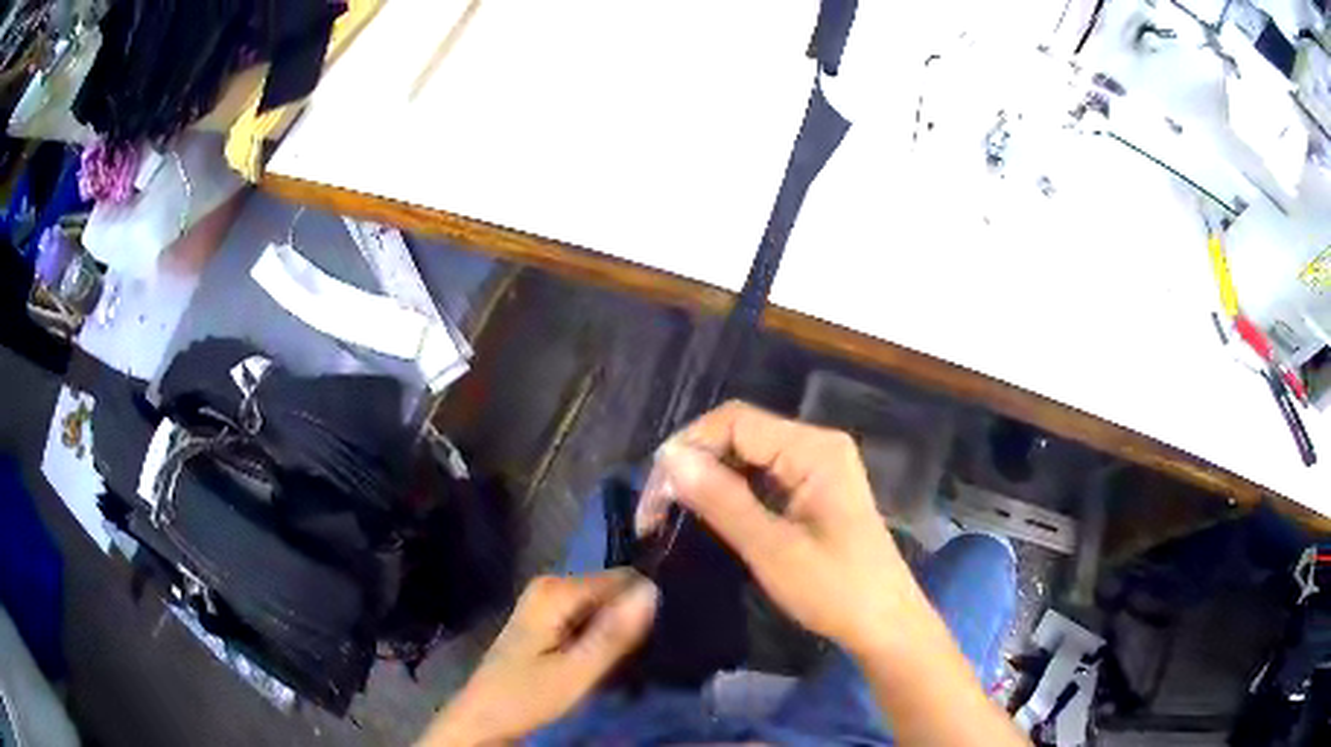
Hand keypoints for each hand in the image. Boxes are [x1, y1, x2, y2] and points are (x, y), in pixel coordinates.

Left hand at [419, 570, 657, 745]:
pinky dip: (598, 639)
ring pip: (603, 607)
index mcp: (556, 589)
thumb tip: (653, 590)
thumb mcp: (577, 672)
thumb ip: (614, 634)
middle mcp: (550, 584)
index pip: (624, 579)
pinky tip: (596, 664)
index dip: (640, 611)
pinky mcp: (546, 618)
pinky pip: (588, 618)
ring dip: (614, 635)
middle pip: (612, 592)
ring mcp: (546, 600)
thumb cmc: (527, 696)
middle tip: (626, 662)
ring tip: (615, 666)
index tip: (645, 645)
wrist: (484, 717)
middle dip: (626, 624)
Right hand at [639, 401, 919, 658]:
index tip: (655, 493)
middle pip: (739, 433)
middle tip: (655, 510)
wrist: (885, 624)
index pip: (735, 421)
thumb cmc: (836, 590)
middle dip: (693, 464)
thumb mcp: (773, 550)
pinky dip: (729, 492)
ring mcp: (816, 467)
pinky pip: (761, 476)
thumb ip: (722, 501)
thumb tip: (670, 459)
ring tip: (670, 513)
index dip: (689, 447)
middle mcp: (816, 445)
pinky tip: (706, 514)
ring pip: (746, 455)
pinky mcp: (813, 489)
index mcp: (814, 449)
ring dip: (707, 479)